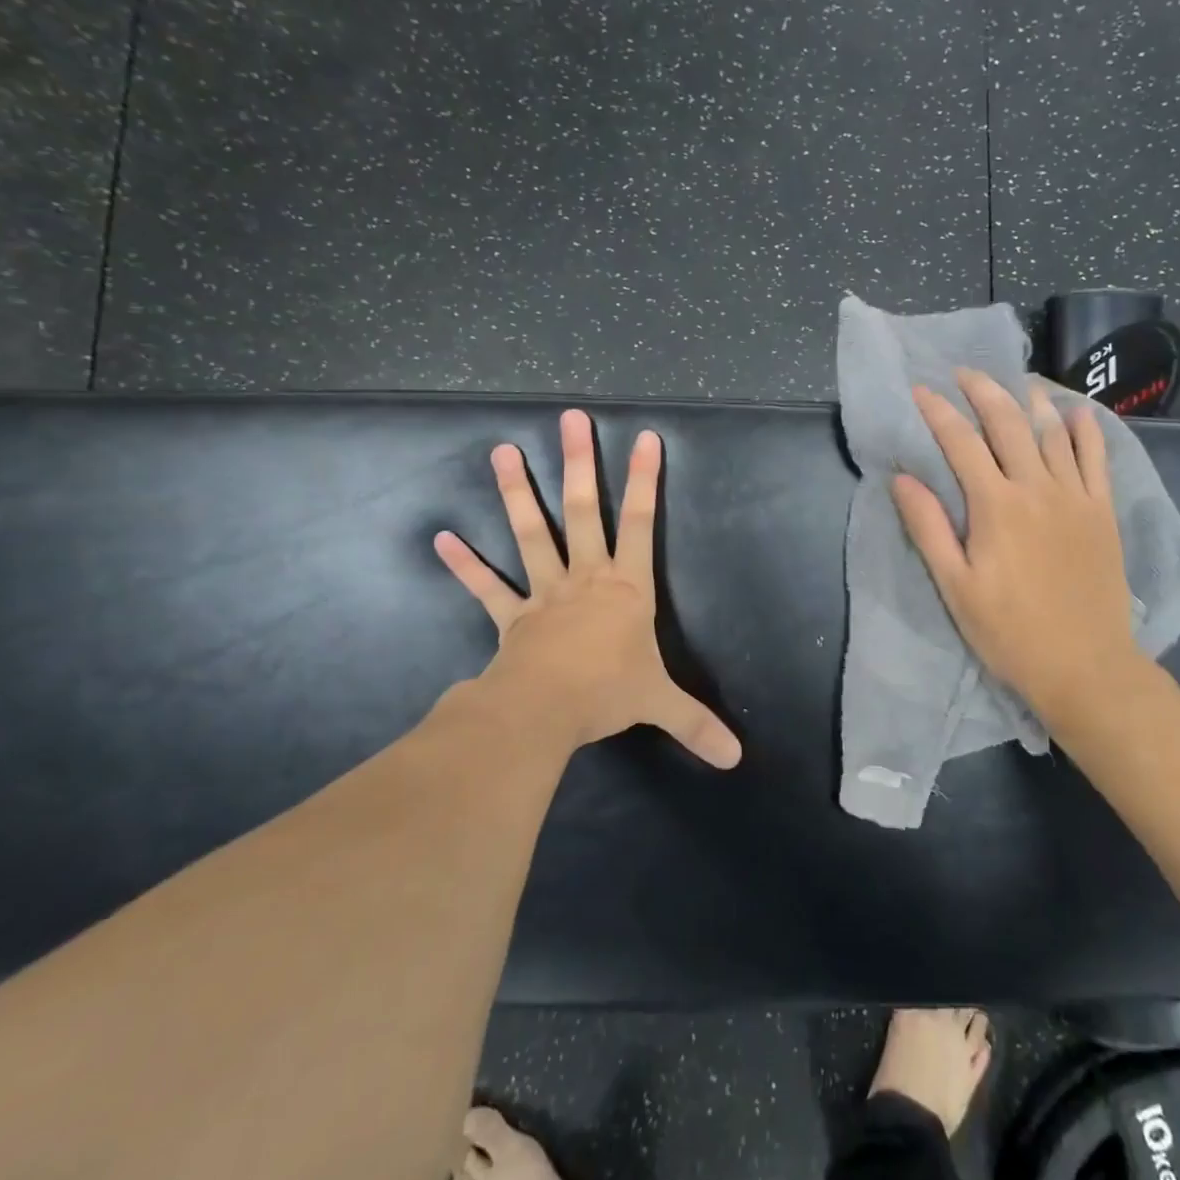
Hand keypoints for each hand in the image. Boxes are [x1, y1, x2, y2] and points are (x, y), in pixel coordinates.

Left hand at [431, 409, 741, 768]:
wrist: (545, 711)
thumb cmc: (608, 693)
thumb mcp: (661, 705)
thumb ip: (698, 724)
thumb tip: (737, 759)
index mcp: (626, 588)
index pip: (642, 524)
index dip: (645, 481)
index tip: (644, 437)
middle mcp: (586, 578)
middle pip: (582, 512)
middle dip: (579, 465)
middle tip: (569, 420)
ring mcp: (545, 593)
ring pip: (531, 534)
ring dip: (517, 494)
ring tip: (502, 451)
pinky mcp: (512, 617)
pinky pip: (487, 588)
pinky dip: (465, 565)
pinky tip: (442, 538)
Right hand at [890, 370, 1152, 724]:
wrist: (1085, 666)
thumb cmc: (1009, 631)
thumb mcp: (955, 586)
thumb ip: (928, 527)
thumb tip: (902, 478)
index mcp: (996, 506)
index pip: (961, 443)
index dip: (938, 412)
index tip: (920, 390)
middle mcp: (1037, 488)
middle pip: (1009, 423)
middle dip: (984, 391)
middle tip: (965, 372)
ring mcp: (1076, 497)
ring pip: (1053, 432)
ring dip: (1031, 400)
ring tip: (1015, 380)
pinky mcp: (1102, 512)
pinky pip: (1097, 458)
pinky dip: (1085, 430)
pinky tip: (1076, 413)